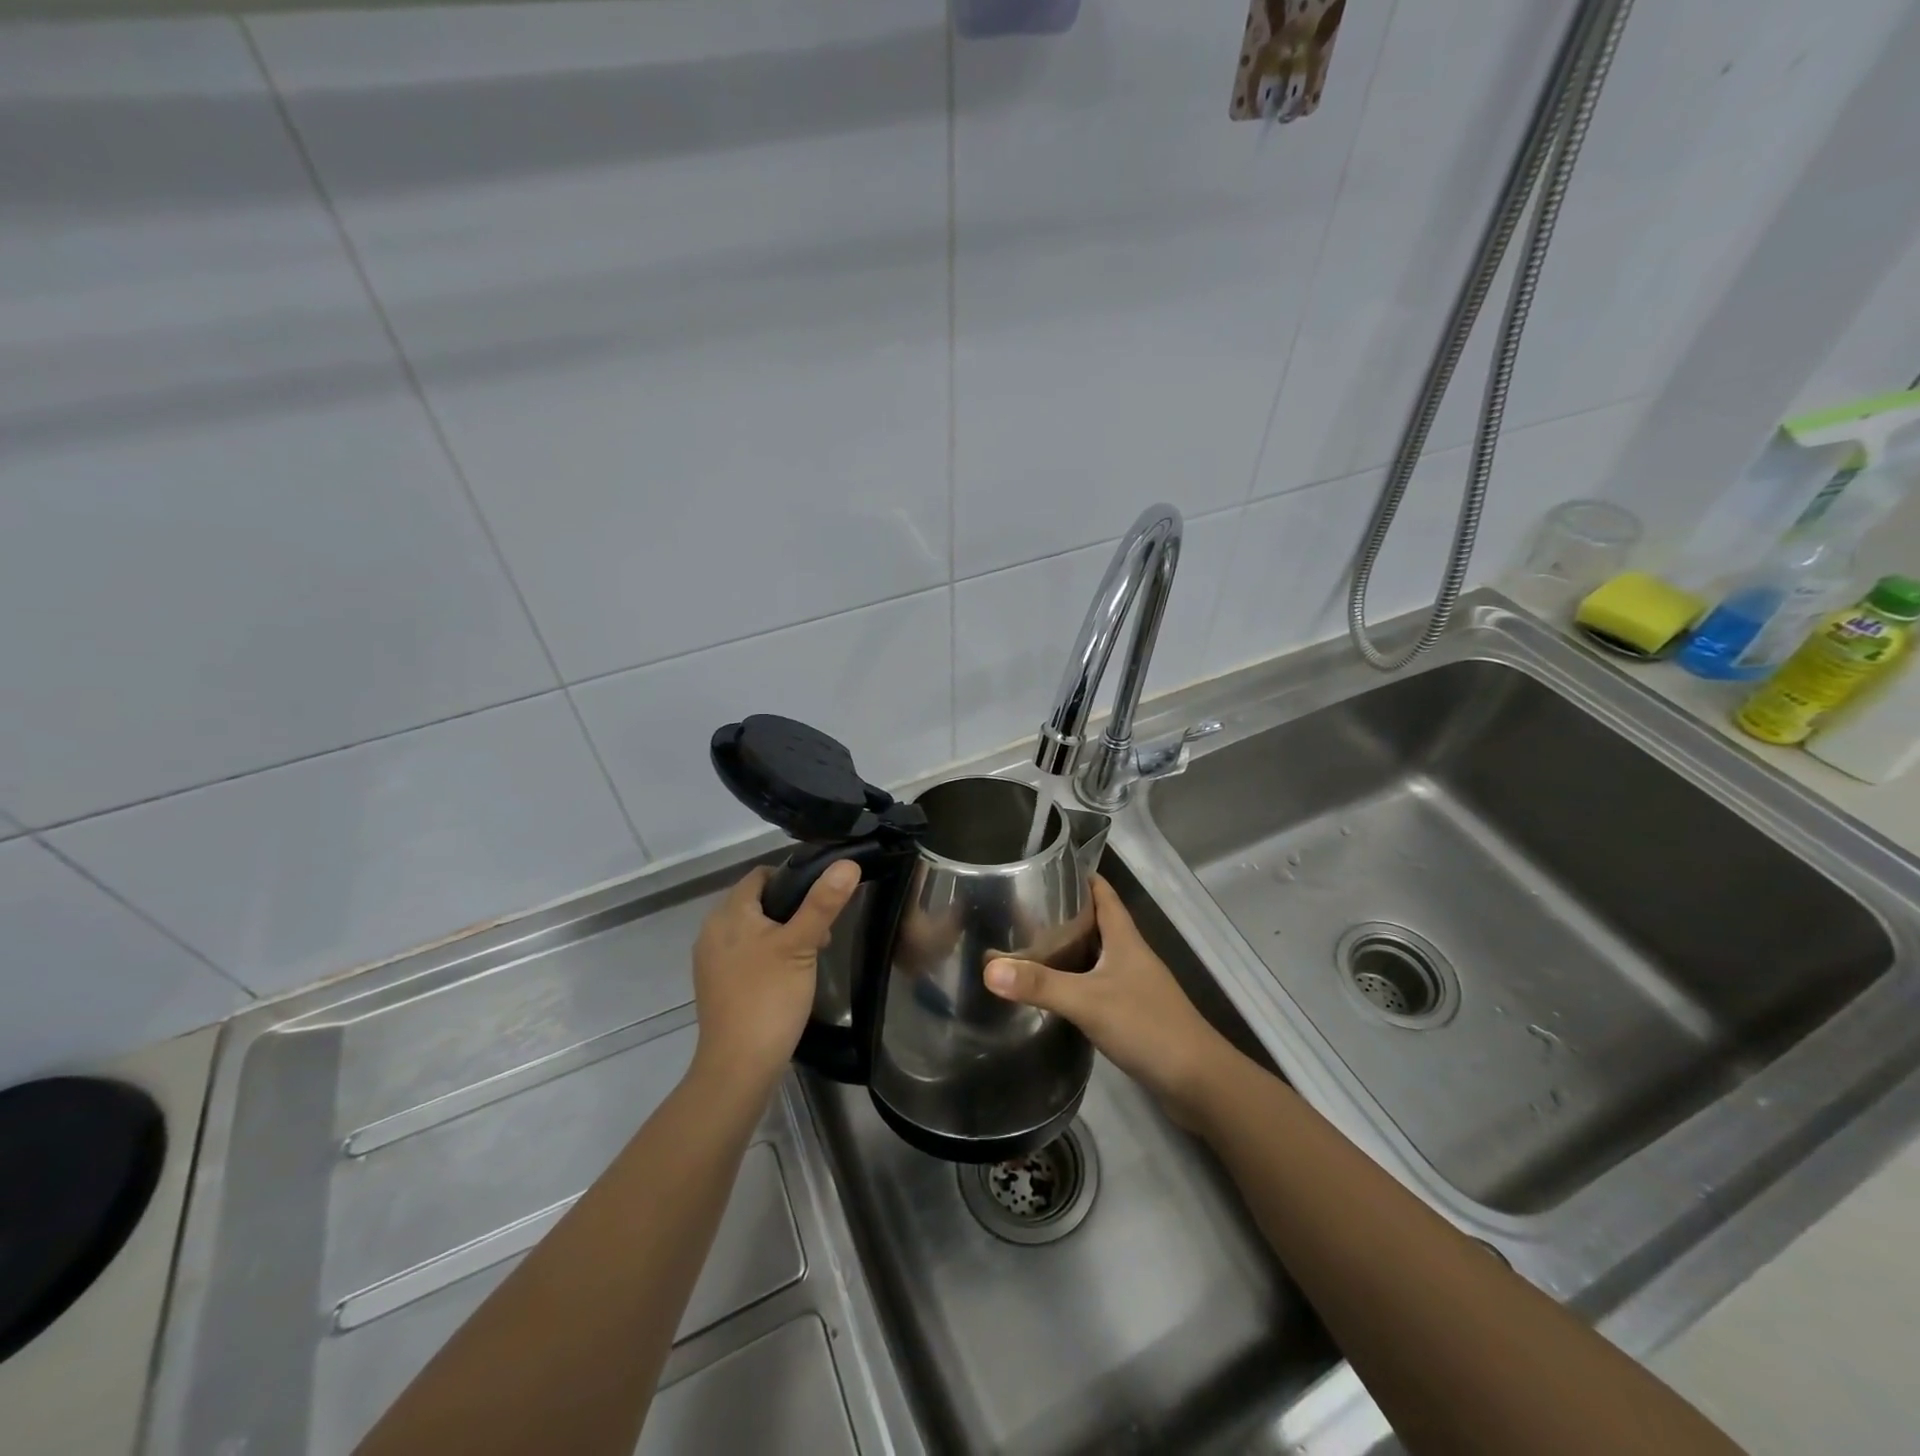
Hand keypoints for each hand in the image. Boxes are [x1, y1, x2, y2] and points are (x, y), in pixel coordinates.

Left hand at [690, 861, 861, 1092]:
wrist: (738, 1067)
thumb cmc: (769, 997)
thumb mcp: (802, 945)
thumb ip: (823, 903)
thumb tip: (847, 863)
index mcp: (728, 913)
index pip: (760, 875)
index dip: (793, 877)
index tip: (822, 897)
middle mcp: (712, 931)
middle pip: (756, 902)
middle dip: (791, 909)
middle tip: (822, 931)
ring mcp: (711, 960)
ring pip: (752, 929)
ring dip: (781, 933)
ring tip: (810, 954)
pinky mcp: (716, 985)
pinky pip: (745, 954)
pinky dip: (767, 955)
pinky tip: (787, 976)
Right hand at [986, 874, 1233, 1126]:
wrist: (1198, 1081)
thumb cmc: (1147, 1026)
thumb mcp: (1088, 1001)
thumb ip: (1040, 985)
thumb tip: (988, 969)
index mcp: (1125, 939)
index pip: (1103, 893)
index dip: (1078, 877)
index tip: (1044, 868)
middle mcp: (1130, 955)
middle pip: (1097, 922)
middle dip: (1064, 913)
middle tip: (1022, 910)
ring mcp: (1134, 985)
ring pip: (1096, 955)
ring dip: (1068, 949)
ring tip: (1028, 946)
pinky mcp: (1133, 1013)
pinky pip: (1098, 985)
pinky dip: (1075, 981)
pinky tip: (1053, 992)